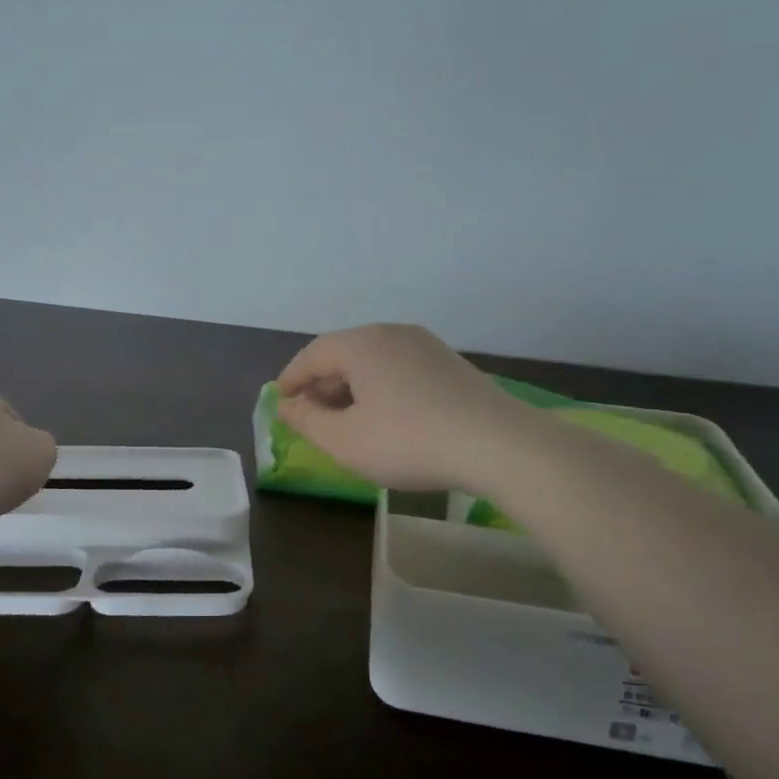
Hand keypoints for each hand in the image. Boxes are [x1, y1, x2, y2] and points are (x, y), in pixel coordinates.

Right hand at [276, 324, 514, 491]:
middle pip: (344, 353)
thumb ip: (308, 421)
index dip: (292, 378)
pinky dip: (380, 388)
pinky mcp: (450, 364)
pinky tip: (384, 417)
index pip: (313, 354)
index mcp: (362, 344)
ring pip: (373, 362)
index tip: (280, 401)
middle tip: (310, 416)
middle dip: (322, 384)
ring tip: (345, 420)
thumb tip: (287, 406)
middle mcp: (392, 334)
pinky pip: (400, 369)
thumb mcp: (346, 440)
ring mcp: (426, 346)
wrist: (497, 445)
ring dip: (351, 388)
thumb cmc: (408, 441)